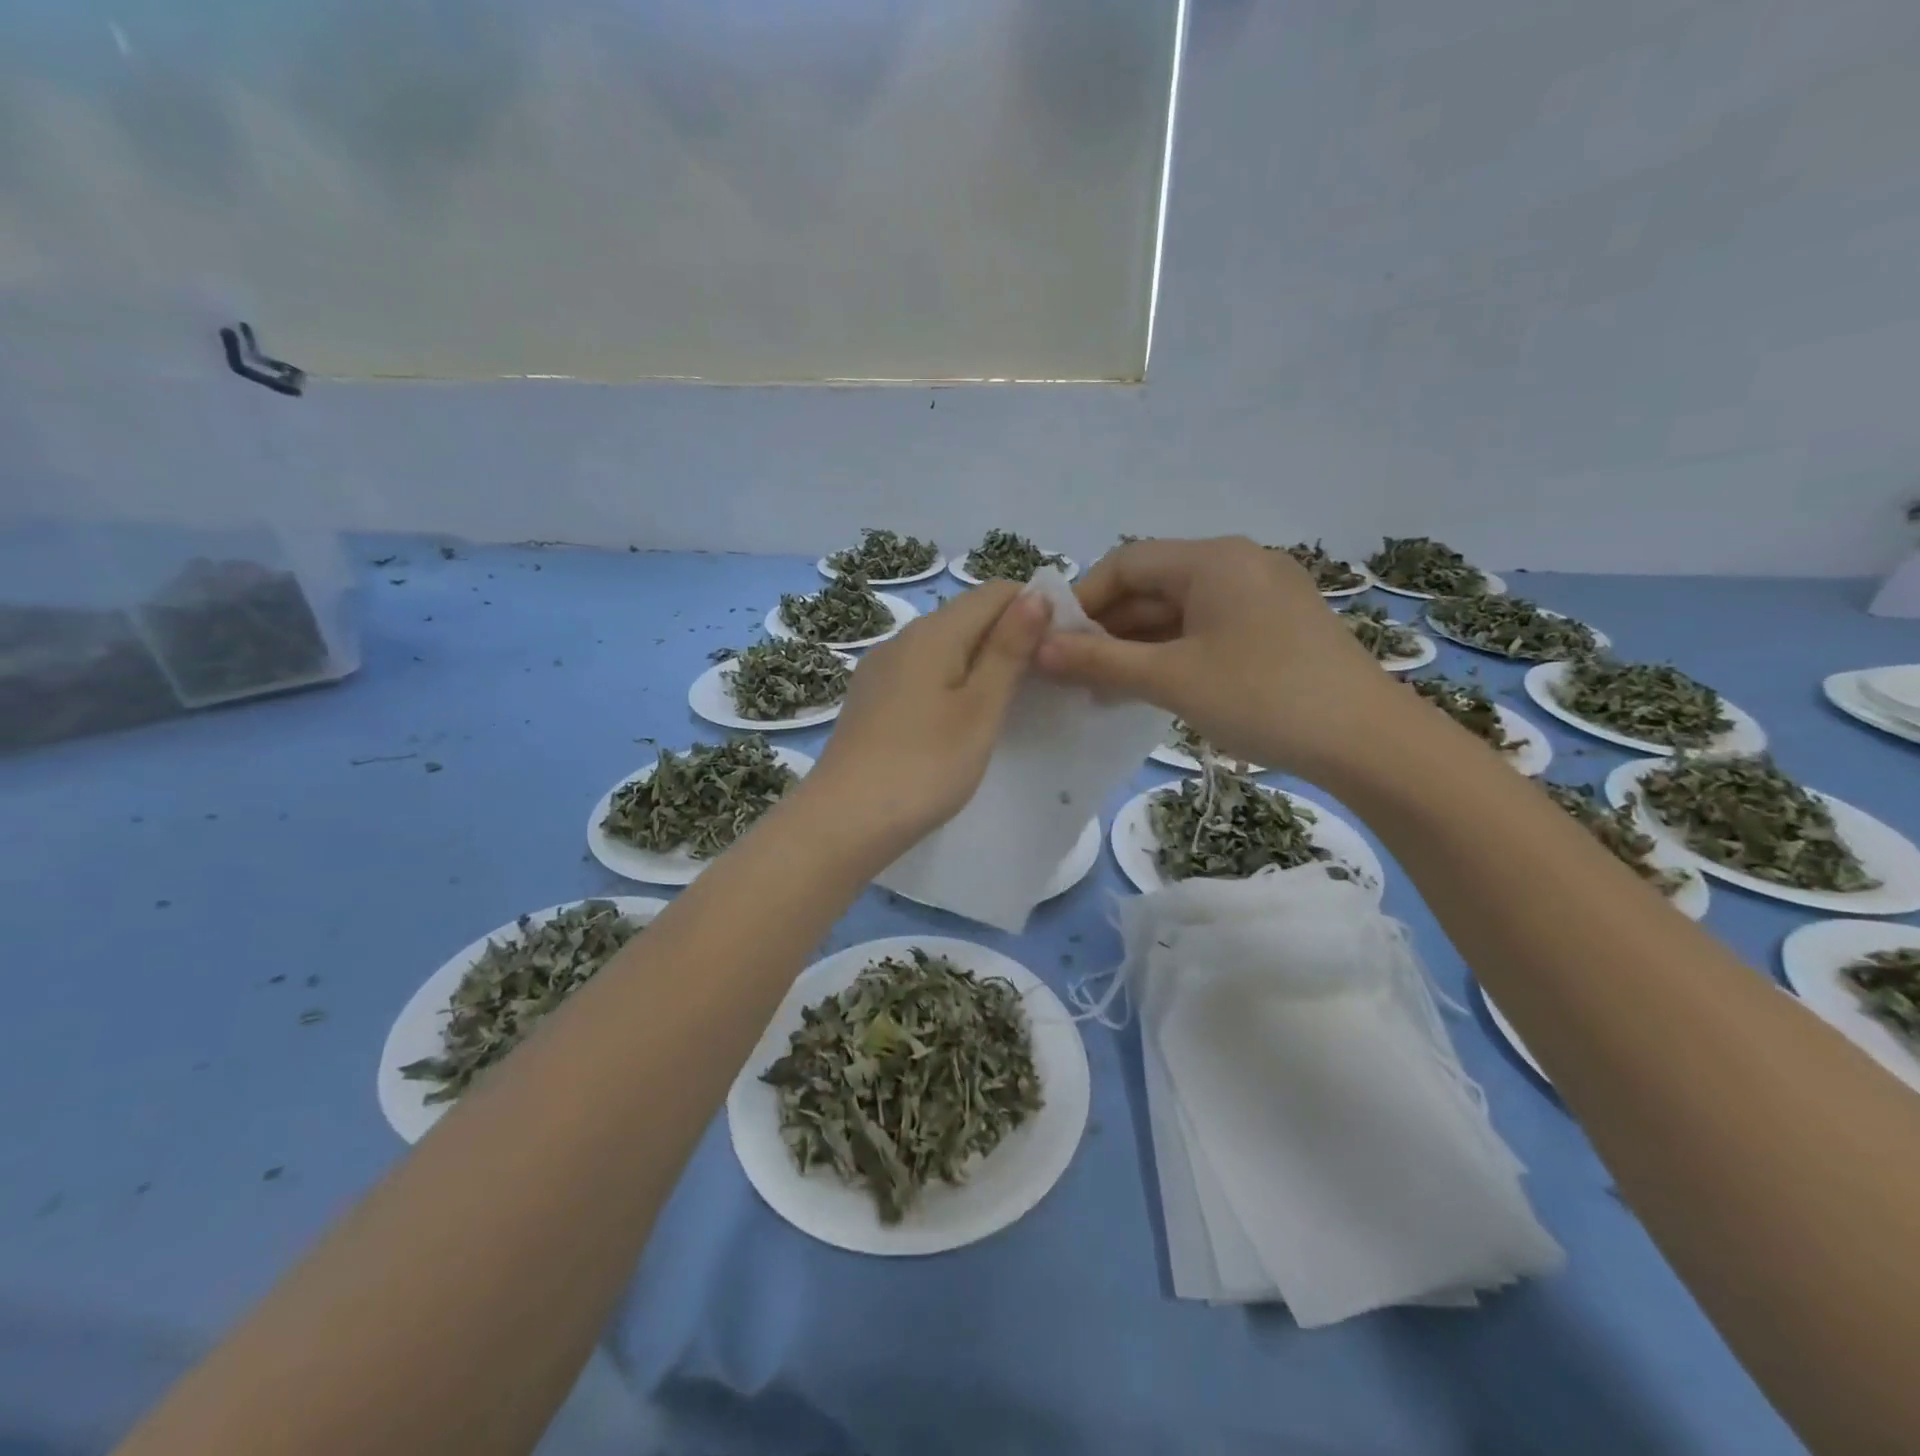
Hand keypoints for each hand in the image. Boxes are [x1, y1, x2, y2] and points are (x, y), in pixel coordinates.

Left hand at [804, 581, 1050, 855]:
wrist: (845, 821)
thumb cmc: (925, 765)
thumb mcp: (980, 708)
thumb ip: (1008, 650)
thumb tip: (1035, 594)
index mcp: (933, 631)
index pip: (995, 592)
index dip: (1034, 608)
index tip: (1062, 647)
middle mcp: (903, 638)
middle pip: (968, 616)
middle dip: (1010, 636)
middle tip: (1045, 680)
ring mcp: (881, 669)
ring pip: (944, 646)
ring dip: (981, 661)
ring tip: (1010, 701)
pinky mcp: (871, 699)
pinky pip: (922, 673)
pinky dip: (951, 682)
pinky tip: (961, 718)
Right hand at [1035, 536, 1405, 775]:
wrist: (1368, 741)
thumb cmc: (1261, 697)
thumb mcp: (1170, 679)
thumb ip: (1100, 661)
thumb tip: (1038, 650)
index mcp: (1213, 559)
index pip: (1126, 563)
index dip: (1084, 601)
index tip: (1056, 644)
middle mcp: (1238, 563)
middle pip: (1153, 586)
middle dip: (1109, 629)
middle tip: (1074, 674)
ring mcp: (1262, 595)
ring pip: (1179, 612)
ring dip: (1138, 646)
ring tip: (1104, 689)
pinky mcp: (1277, 627)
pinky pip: (1208, 629)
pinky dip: (1174, 654)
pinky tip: (1152, 688)